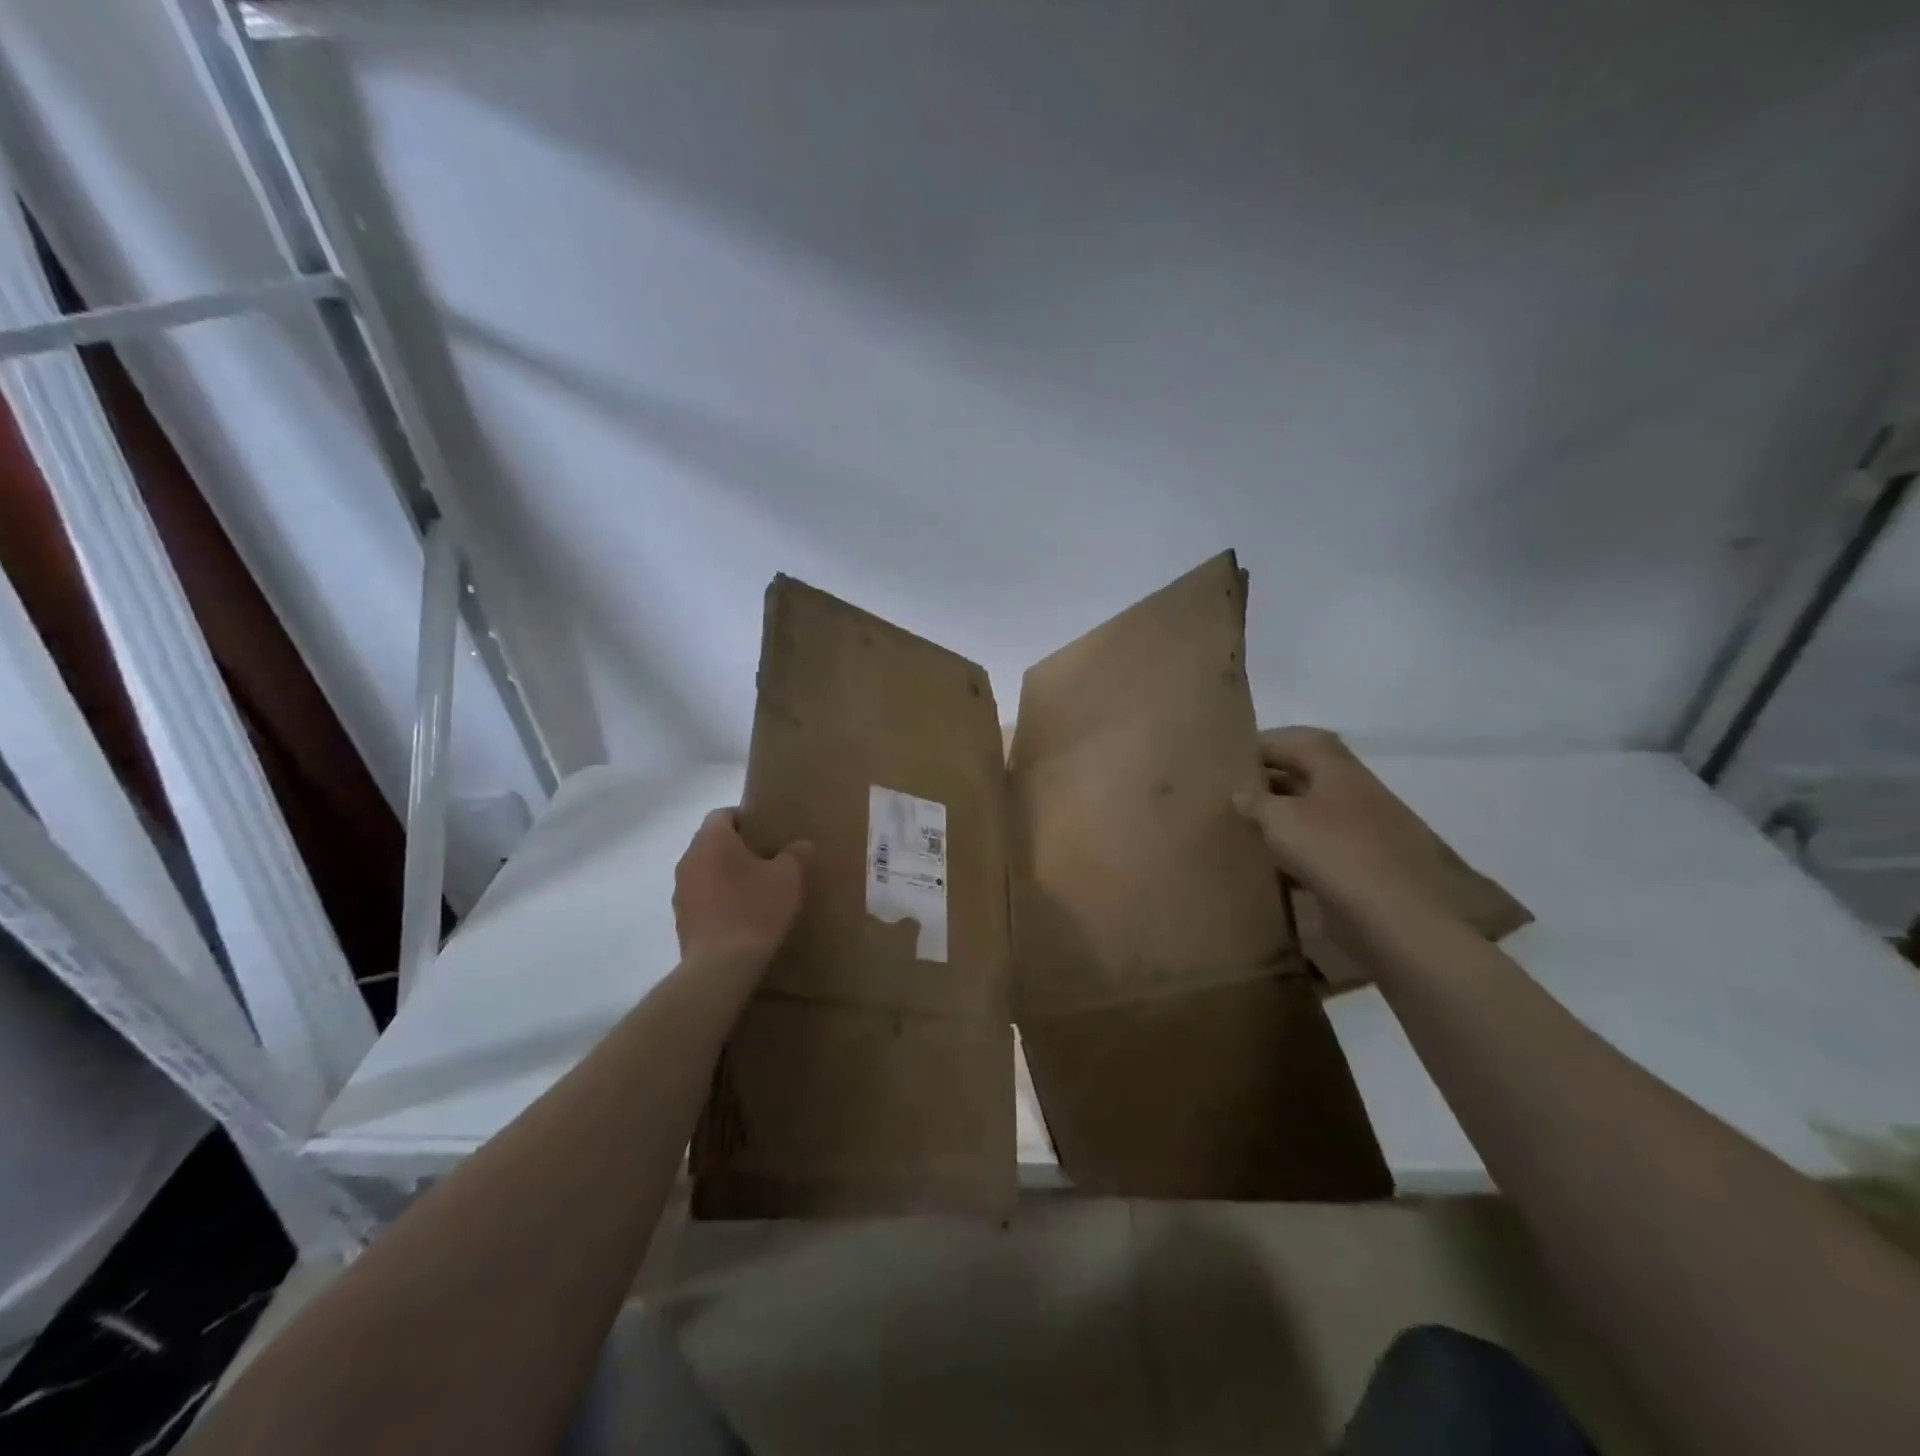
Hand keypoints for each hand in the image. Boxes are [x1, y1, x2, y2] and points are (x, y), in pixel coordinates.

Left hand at [673, 808, 810, 965]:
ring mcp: (681, 890)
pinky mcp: (682, 919)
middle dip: (738, 848)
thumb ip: (796, 854)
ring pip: (706, 870)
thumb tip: (800, 845)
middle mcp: (689, 859)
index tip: (768, 834)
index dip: (746, 819)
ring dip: (726, 875)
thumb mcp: (788, 877)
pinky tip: (742, 916)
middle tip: (768, 860)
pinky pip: (702, 897)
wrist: (721, 965)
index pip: (723, 814)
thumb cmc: (755, 909)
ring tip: (756, 890)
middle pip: (713, 842)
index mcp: (712, 840)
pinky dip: (719, 899)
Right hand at [1231, 727, 1459, 922]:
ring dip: (1279, 819)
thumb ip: (1256, 801)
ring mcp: (1361, 830)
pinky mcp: (1362, 866)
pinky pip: (1320, 848)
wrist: (1398, 914)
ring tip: (1241, 828)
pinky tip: (1269, 867)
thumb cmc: (1335, 851)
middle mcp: (1352, 792)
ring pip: (1310, 814)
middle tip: (1228, 793)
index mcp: (1337, 769)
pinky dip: (1294, 853)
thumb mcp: (1281, 819)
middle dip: (1267, 782)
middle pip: (1304, 776)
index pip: (1295, 741)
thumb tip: (1241, 794)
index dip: (1262, 744)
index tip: (1229, 757)